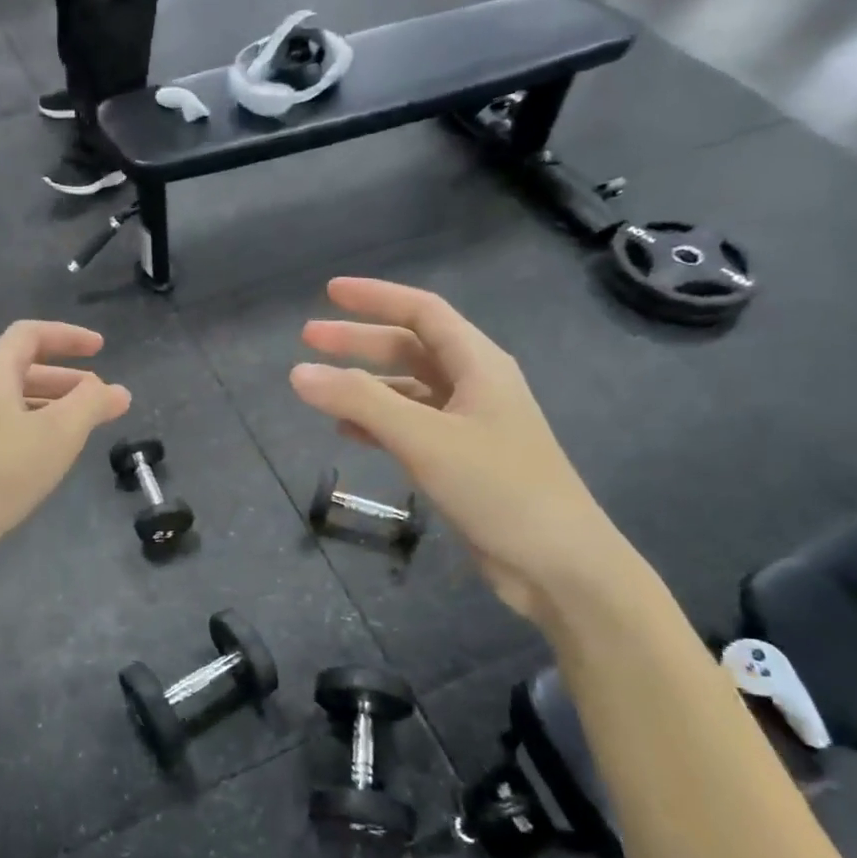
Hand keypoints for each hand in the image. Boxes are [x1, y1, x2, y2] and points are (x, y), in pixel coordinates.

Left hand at [0, 321, 130, 579]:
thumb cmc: (0, 472)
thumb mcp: (58, 434)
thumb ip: (91, 405)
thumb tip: (116, 390)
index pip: (29, 334)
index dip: (68, 336)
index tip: (102, 348)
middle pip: (21, 370)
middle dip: (66, 379)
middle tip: (100, 399)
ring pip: (12, 404)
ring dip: (50, 407)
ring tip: (80, 431)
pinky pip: (1, 430)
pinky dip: (31, 431)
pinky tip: (45, 459)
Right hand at [291, 278, 632, 620]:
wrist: (557, 564)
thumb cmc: (498, 488)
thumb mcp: (424, 438)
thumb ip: (360, 402)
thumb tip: (298, 372)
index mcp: (478, 364)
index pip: (422, 312)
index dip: (375, 297)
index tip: (329, 293)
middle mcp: (475, 386)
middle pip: (410, 349)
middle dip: (359, 341)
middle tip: (308, 339)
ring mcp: (469, 425)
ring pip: (408, 390)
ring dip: (365, 385)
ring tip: (320, 388)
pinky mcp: (462, 461)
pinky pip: (411, 427)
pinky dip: (377, 423)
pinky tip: (348, 432)